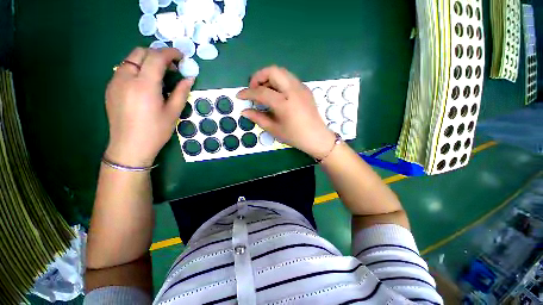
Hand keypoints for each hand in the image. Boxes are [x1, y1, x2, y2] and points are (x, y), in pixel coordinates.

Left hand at [105, 47, 193, 166]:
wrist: (130, 146)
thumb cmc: (156, 131)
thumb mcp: (173, 112)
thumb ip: (181, 92)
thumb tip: (190, 78)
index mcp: (145, 85)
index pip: (157, 57)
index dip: (171, 53)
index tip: (181, 56)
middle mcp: (126, 78)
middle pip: (141, 52)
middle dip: (158, 54)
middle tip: (171, 67)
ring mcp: (115, 82)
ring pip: (131, 59)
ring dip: (147, 61)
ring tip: (159, 75)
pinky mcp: (110, 88)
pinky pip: (124, 69)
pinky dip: (137, 69)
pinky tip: (145, 83)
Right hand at [237, 66, 335, 158]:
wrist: (317, 137)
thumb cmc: (295, 136)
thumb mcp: (274, 129)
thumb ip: (258, 118)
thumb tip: (244, 111)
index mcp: (285, 103)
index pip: (261, 92)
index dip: (248, 92)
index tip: (239, 95)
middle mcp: (293, 90)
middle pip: (273, 71)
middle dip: (259, 76)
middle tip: (254, 89)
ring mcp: (301, 87)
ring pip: (282, 72)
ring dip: (269, 77)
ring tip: (264, 91)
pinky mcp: (305, 89)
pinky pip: (289, 78)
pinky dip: (279, 81)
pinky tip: (277, 94)